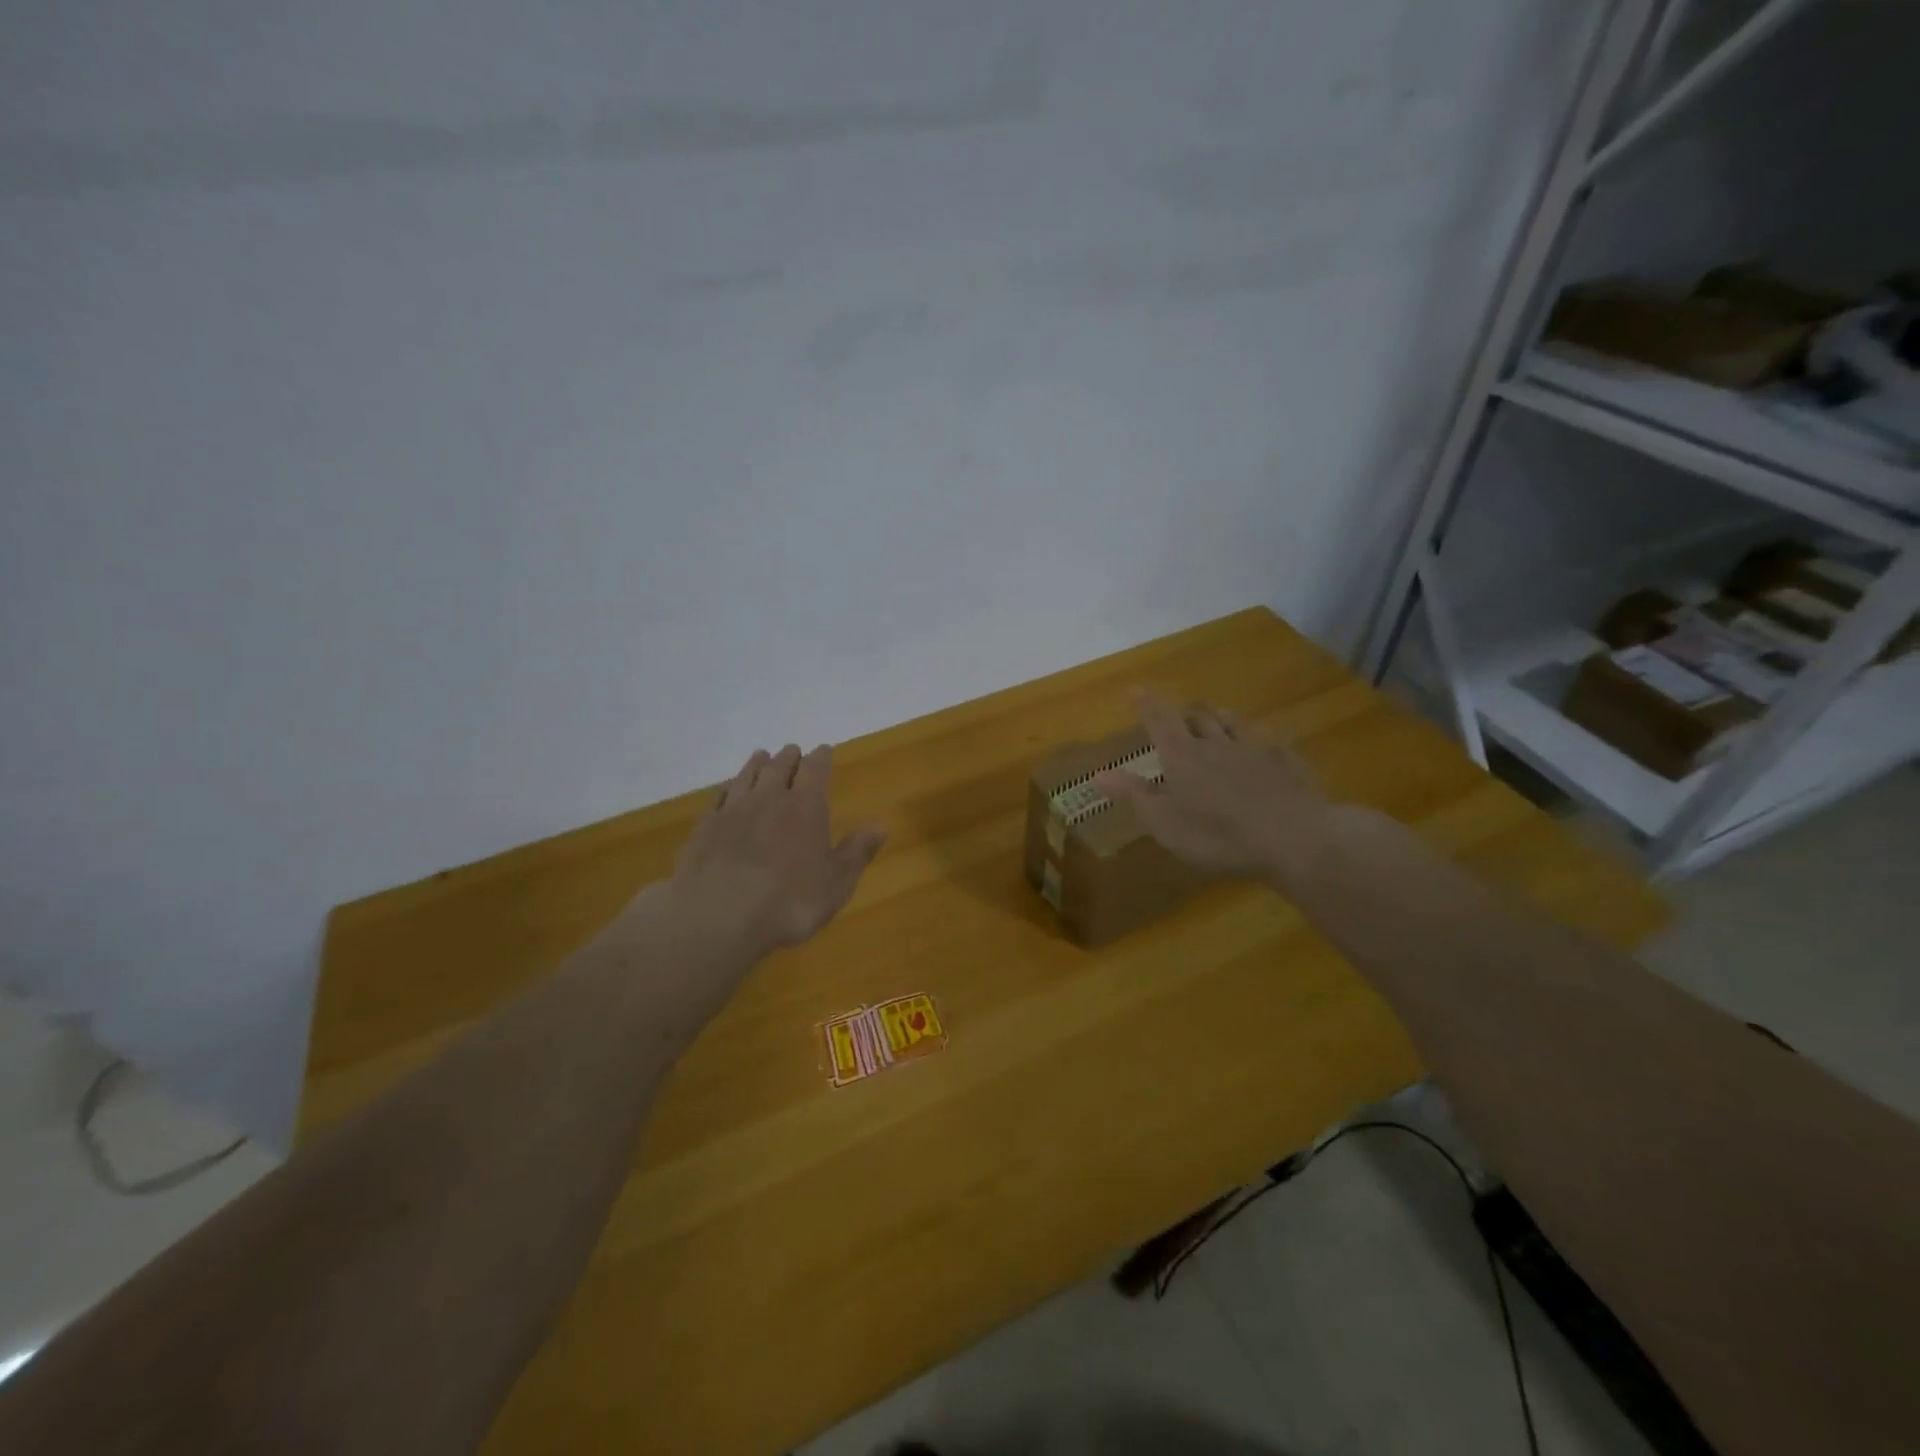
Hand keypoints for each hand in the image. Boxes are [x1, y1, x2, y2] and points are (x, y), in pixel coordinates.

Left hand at [664, 743, 887, 963]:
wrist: (717, 917)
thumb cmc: (789, 902)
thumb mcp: (836, 883)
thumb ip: (857, 851)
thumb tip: (882, 824)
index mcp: (805, 807)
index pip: (815, 770)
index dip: (821, 758)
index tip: (823, 750)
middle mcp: (768, 799)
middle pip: (778, 767)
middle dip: (788, 757)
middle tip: (792, 751)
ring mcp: (732, 811)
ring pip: (746, 776)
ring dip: (756, 765)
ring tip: (761, 757)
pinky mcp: (704, 828)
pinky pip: (719, 798)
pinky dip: (727, 788)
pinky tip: (728, 791)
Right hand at [1095, 692, 1328, 887]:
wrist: (1295, 839)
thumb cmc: (1219, 836)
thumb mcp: (1165, 824)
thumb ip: (1134, 796)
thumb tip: (1097, 774)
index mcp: (1183, 756)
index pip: (1160, 720)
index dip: (1146, 704)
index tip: (1136, 689)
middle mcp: (1217, 744)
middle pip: (1198, 717)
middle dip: (1185, 714)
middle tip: (1178, 717)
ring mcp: (1256, 750)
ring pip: (1234, 723)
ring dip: (1219, 719)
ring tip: (1215, 719)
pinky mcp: (1288, 763)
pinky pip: (1269, 743)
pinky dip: (1258, 742)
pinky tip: (1263, 750)